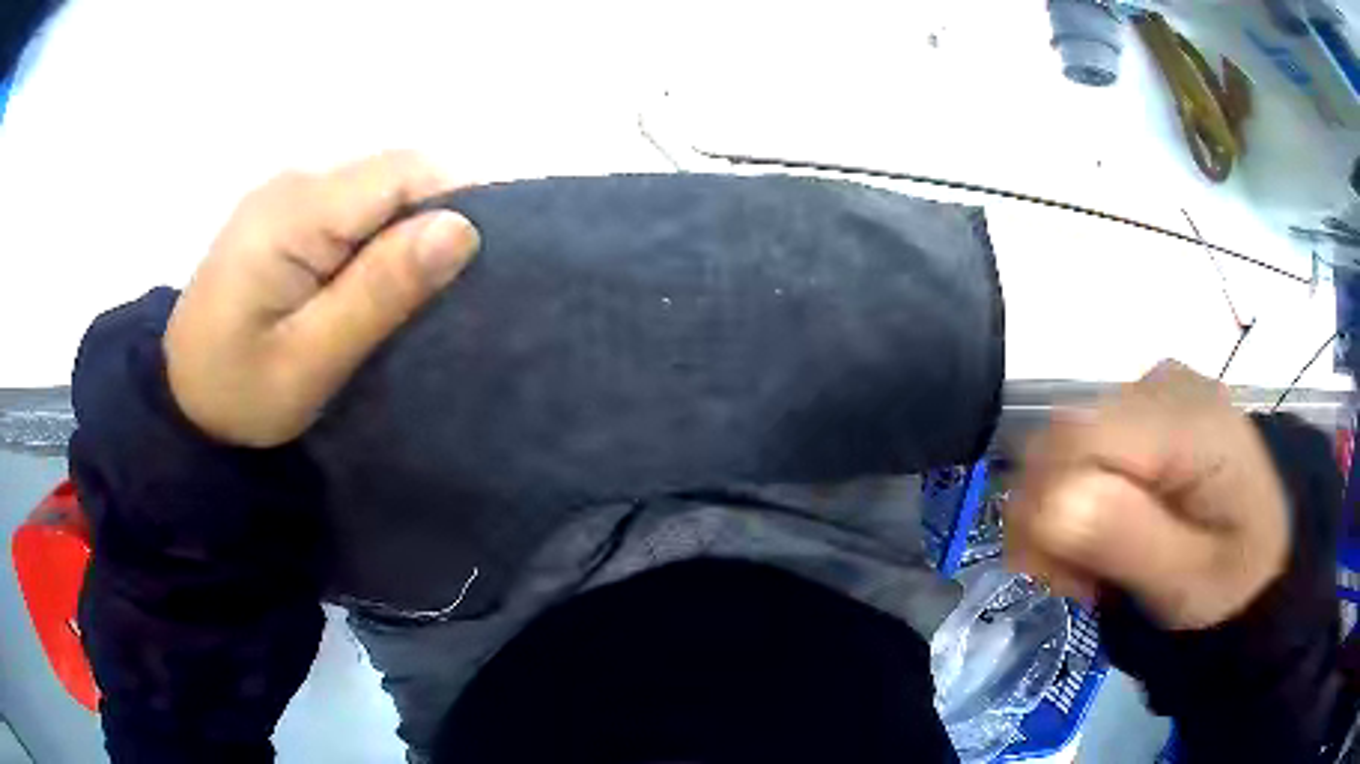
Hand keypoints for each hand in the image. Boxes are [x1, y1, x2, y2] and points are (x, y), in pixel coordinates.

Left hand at [165, 151, 479, 446]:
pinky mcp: (282, 214)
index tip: (471, 269)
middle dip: (430, 222)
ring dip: (403, 233)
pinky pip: (351, 207)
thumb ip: (379, 291)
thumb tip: (460, 229)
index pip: (404, 171)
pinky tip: (365, 286)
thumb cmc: (239, 393)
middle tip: (435, 298)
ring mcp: (285, 195)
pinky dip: (375, 239)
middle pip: (393, 174)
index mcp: (296, 211)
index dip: (454, 204)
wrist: (180, 402)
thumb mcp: (311, 361)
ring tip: (403, 298)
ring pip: (376, 190)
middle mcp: (294, 182)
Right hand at [1006, 361, 1288, 629]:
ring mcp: (1149, 389)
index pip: (1070, 441)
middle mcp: (1158, 383)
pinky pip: (1078, 448)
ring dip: (1060, 515)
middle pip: (1058, 440)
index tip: (1070, 580)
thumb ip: (1124, 537)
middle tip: (1085, 579)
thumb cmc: (1236, 576)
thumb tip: (1045, 503)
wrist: (1268, 548)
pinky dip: (1075, 500)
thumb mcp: (1188, 580)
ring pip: (1060, 446)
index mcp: (1184, 420)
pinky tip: (1109, 530)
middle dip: (1050, 520)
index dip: (1046, 511)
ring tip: (1102, 561)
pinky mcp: (1142, 407)